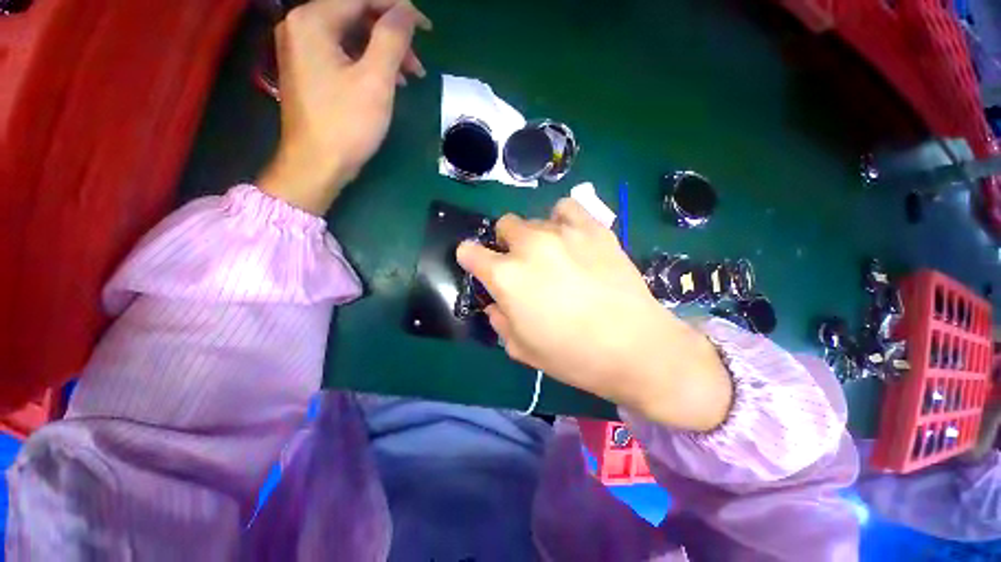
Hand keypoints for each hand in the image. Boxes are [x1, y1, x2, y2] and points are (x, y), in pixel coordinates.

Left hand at [257, 0, 431, 214]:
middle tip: (418, 63)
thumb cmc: (346, 125)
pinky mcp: (309, 67)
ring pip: (352, 34)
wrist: (316, 165)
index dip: (397, 8)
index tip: (426, 27)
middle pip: (356, 13)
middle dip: (391, 34)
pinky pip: (344, 51)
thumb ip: (392, 39)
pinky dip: (369, 62)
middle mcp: (302, 25)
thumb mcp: (375, 81)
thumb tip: (407, 12)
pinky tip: (389, 80)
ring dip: (384, 51)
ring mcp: (303, 47)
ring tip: (410, 77)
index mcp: (313, 20)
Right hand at [456, 199, 732, 431]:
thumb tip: (496, 303)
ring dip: (534, 236)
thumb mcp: (521, 349)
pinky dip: (561, 219)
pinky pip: (566, 208)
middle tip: (522, 265)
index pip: (469, 252)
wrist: (634, 347)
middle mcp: (529, 246)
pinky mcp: (593, 228)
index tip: (479, 266)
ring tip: (552, 255)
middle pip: (504, 226)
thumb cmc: (571, 355)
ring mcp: (563, 232)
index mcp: (506, 276)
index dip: (470, 258)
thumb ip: (499, 321)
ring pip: (534, 220)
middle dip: (505, 243)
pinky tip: (570, 237)